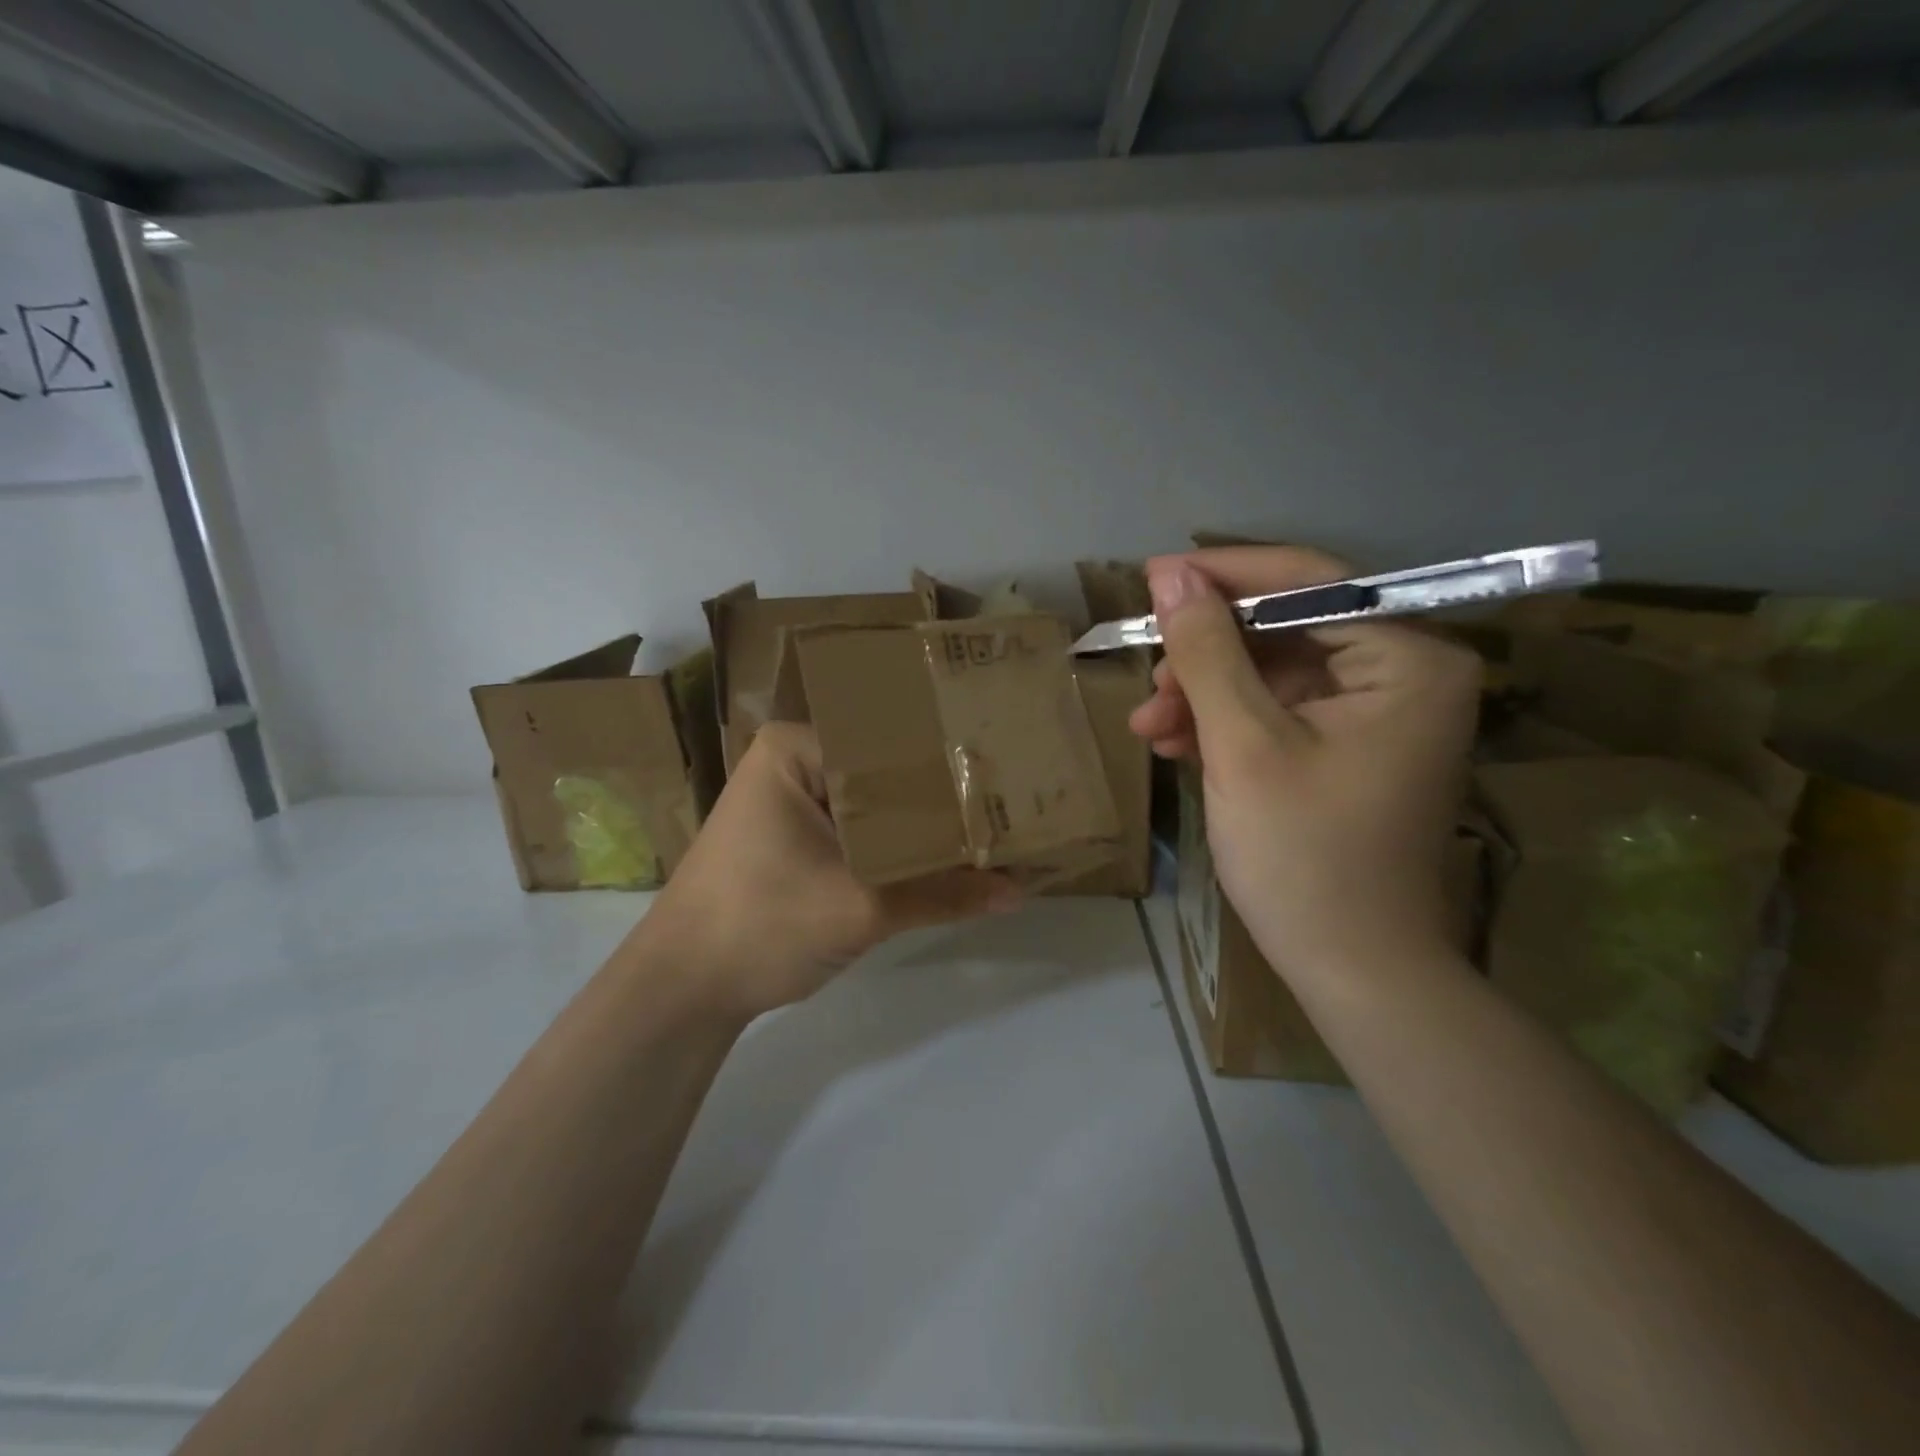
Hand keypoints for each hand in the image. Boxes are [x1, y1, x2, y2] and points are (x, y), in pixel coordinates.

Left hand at [640, 722, 1019, 1018]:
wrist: (682, 991)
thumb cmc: (759, 926)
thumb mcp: (860, 909)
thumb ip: (942, 895)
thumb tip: (1020, 891)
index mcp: (796, 747)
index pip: (891, 744)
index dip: (949, 767)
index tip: (1007, 781)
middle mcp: (794, 760)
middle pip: (886, 774)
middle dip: (941, 800)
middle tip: (1011, 807)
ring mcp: (793, 799)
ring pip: (876, 806)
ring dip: (920, 829)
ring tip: (992, 831)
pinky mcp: (795, 836)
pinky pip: (859, 831)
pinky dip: (894, 849)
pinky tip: (944, 860)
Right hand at [1130, 546, 1480, 977]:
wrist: (1351, 971)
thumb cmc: (1304, 857)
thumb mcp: (1243, 745)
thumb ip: (1208, 652)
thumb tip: (1170, 575)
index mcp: (1408, 660)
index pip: (1310, 583)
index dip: (1224, 576)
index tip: (1151, 578)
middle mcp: (1405, 673)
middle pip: (1286, 630)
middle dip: (1207, 657)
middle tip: (1148, 681)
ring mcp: (1377, 713)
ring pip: (1272, 673)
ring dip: (1205, 694)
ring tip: (1148, 727)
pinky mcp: (1349, 747)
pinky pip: (1278, 711)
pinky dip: (1225, 723)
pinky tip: (1175, 744)